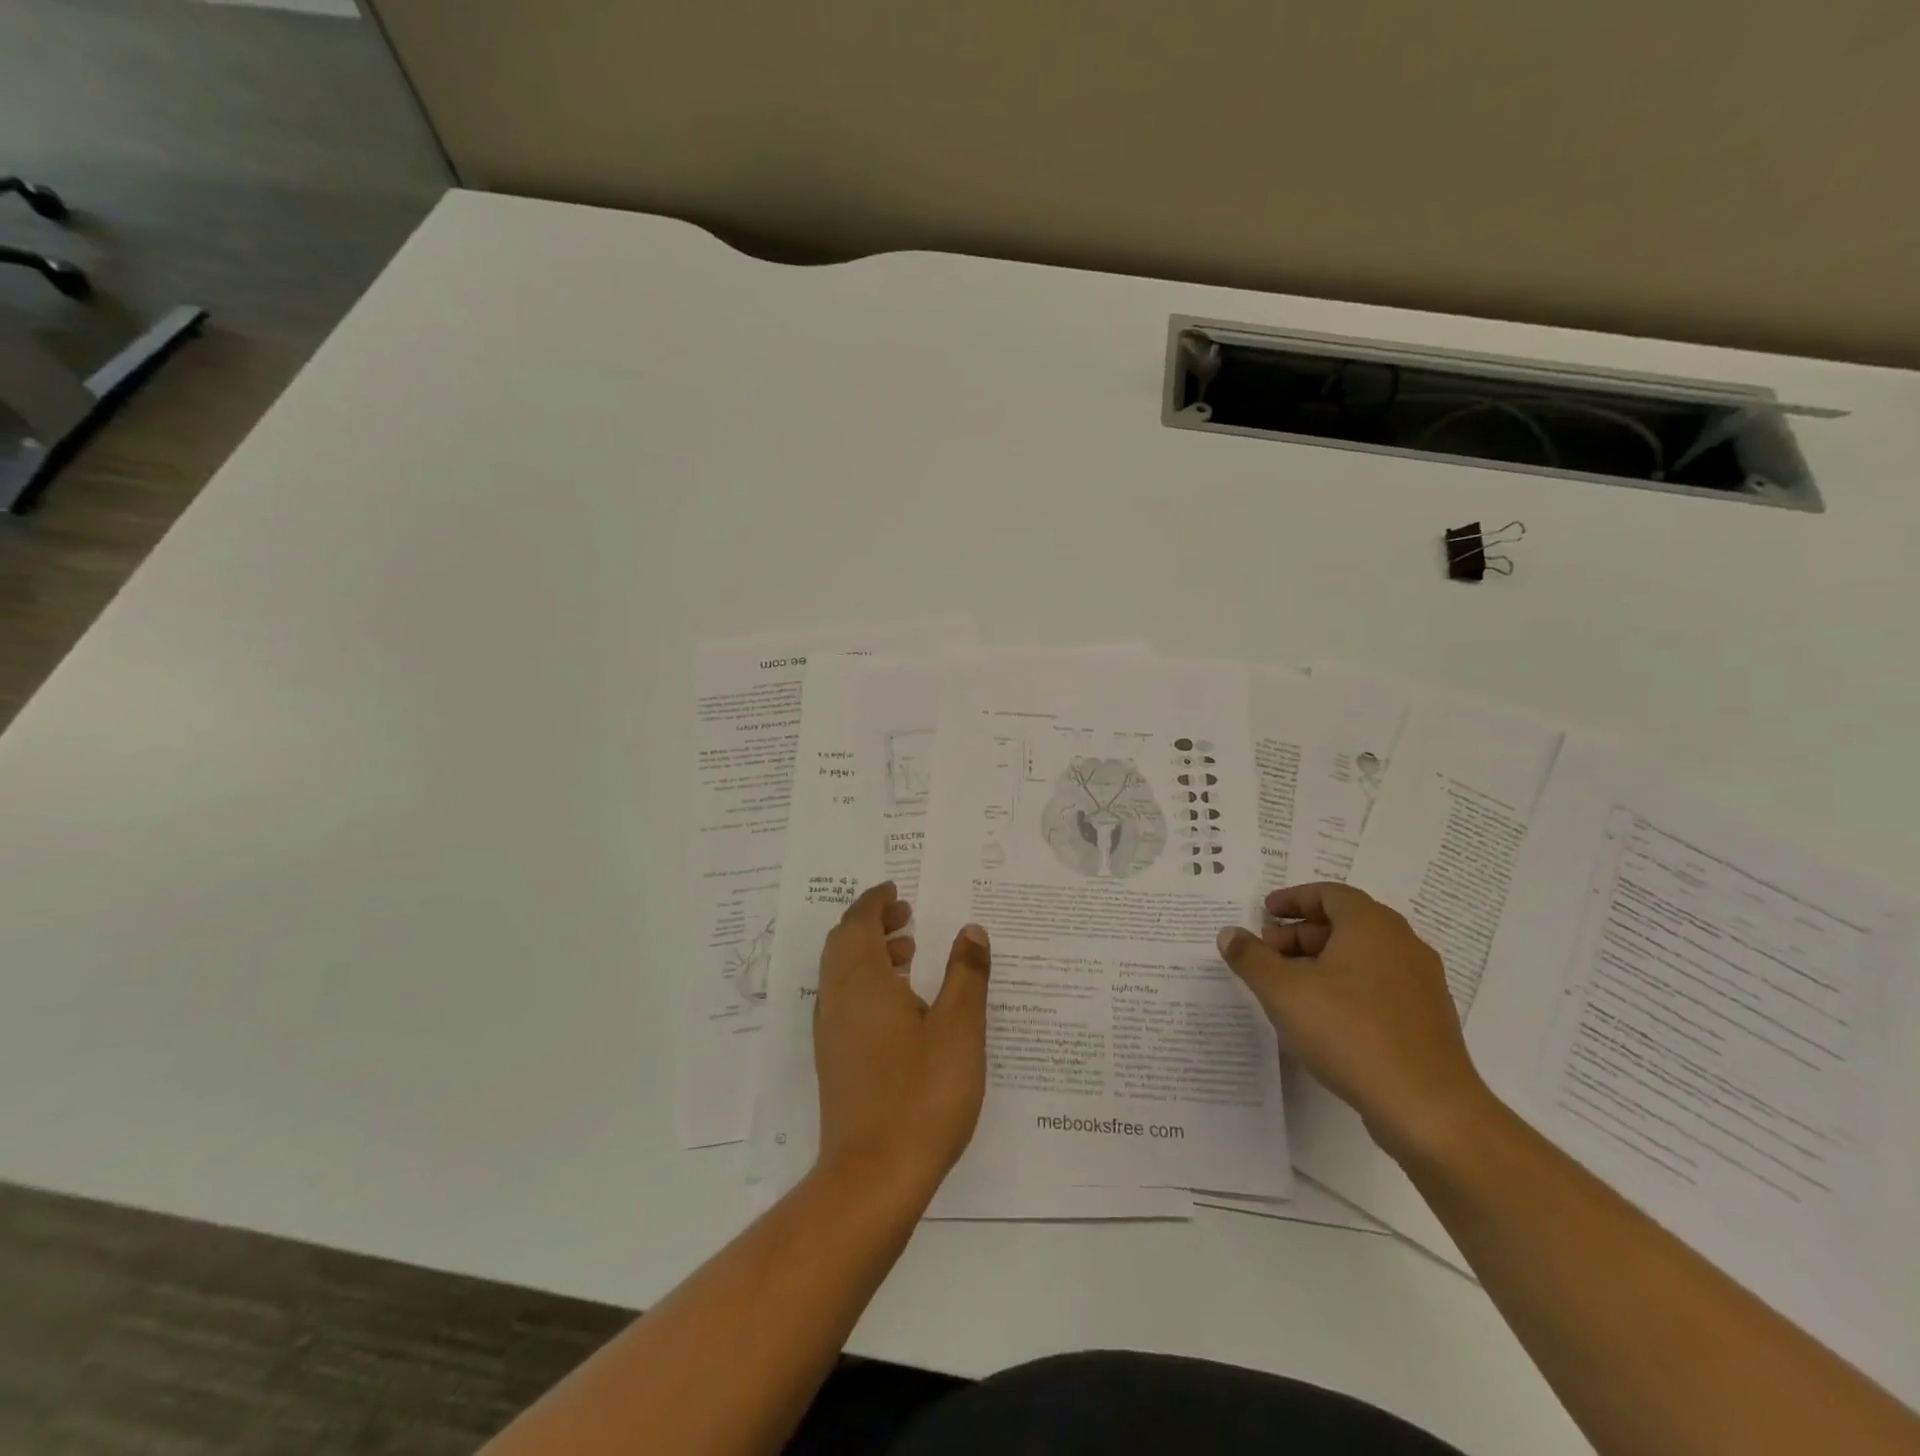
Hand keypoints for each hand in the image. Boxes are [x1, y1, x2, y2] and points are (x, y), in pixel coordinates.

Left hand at [814, 882, 991, 1201]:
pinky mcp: (836, 1060)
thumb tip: (970, 931)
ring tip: (911, 954)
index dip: (875, 902)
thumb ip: (966, 975)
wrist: (873, 1178)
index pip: (857, 923)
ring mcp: (832, 1032)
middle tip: (908, 917)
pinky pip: (846, 1000)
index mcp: (862, 981)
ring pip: (843, 974)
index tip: (896, 889)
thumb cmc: (921, 1094)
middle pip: (844, 944)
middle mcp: (838, 999)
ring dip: (871, 953)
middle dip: (873, 923)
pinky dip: (868, 983)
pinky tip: (902, 1007)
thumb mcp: (959, 1029)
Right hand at [1217, 882, 1495, 1164]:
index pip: (1330, 894)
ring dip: (1322, 961)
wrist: (1427, 1107)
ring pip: (1363, 956)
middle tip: (1268, 953)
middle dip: (1301, 933)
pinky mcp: (1428, 1018)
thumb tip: (1230, 933)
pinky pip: (1380, 984)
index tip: (1266, 912)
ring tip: (1290, 987)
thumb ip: (1251, 958)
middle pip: (1346, 923)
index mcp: (1371, 926)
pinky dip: (1347, 985)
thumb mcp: (1282, 991)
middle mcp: (1403, 944)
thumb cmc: (1349, 1032)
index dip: (1294, 899)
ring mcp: (1421, 982)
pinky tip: (1324, 1016)